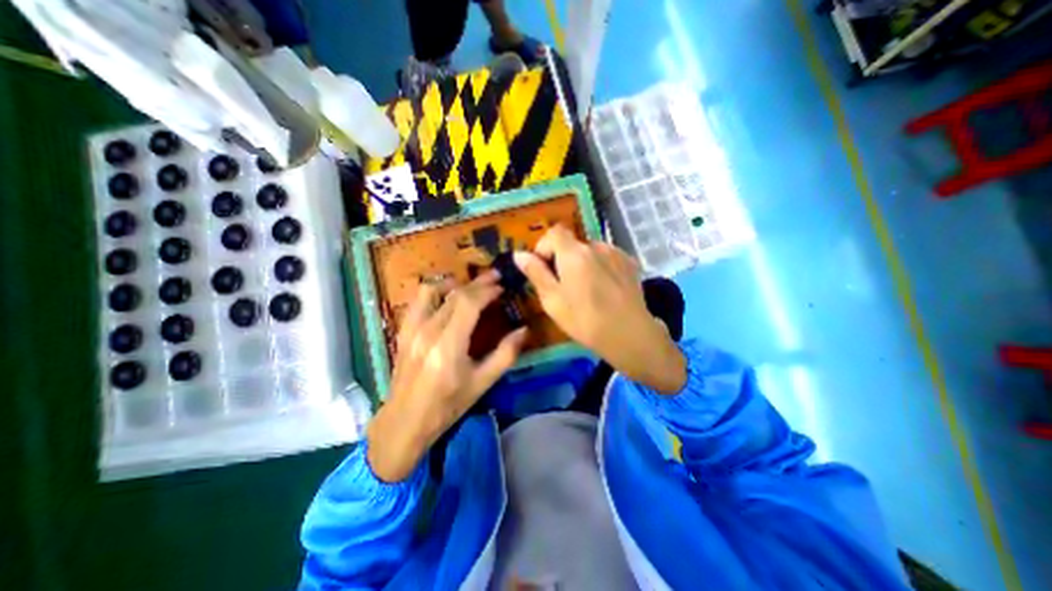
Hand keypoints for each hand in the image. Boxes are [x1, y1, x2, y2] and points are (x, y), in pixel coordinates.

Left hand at [368, 276, 529, 482]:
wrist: (405, 421)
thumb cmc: (447, 405)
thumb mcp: (482, 383)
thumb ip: (505, 354)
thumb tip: (524, 330)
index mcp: (448, 345)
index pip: (468, 303)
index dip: (487, 290)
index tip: (502, 287)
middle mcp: (428, 331)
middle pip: (454, 294)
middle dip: (477, 283)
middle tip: (495, 278)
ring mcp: (411, 329)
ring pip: (432, 290)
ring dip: (454, 283)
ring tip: (470, 285)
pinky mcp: (403, 331)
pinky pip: (418, 300)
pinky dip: (435, 292)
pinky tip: (446, 298)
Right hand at [514, 229, 685, 394]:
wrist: (630, 335)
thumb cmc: (585, 320)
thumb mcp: (552, 300)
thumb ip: (535, 273)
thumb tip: (519, 254)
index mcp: (574, 253)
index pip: (554, 232)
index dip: (545, 246)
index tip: (544, 268)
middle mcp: (596, 246)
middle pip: (572, 243)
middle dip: (563, 259)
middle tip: (564, 286)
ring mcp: (616, 253)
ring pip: (590, 251)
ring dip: (583, 264)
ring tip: (587, 290)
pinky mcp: (630, 263)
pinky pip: (607, 258)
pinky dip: (600, 267)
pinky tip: (604, 289)